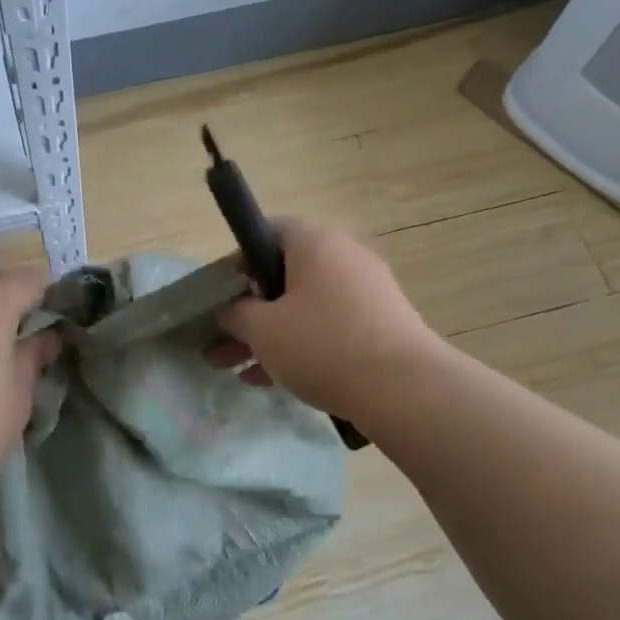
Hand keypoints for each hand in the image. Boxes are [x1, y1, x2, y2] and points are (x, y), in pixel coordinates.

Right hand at [207, 218, 436, 421]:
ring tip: (233, 369)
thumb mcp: (263, 330)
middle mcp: (344, 258)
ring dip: (265, 336)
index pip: (269, 231)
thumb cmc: (323, 346)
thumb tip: (228, 308)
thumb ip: (236, 313)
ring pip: (302, 308)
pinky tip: (267, 380)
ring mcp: (365, 293)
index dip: (238, 258)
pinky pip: (325, 328)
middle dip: (245, 311)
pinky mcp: (377, 326)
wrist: (403, 389)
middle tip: (217, 341)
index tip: (221, 292)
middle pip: (282, 277)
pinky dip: (297, 347)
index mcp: (315, 244)